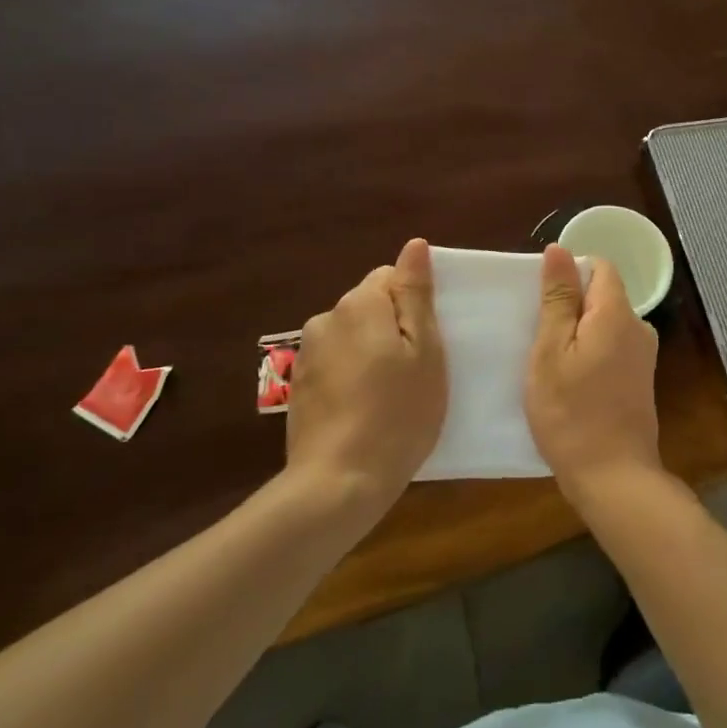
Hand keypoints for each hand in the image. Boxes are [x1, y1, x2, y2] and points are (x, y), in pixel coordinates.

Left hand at [285, 238, 447, 521]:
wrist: (338, 483)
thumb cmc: (398, 414)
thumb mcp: (425, 351)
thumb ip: (416, 294)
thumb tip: (414, 244)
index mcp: (359, 304)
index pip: (389, 276)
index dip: (414, 302)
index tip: (428, 340)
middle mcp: (326, 319)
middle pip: (368, 305)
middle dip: (392, 326)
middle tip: (416, 370)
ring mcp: (307, 354)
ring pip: (352, 336)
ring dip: (371, 351)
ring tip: (390, 394)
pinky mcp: (298, 386)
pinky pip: (335, 364)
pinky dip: (351, 376)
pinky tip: (364, 410)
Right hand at [524, 242, 660, 506]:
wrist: (613, 478)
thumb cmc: (571, 413)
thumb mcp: (551, 351)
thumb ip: (557, 298)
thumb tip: (559, 249)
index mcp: (618, 314)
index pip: (599, 267)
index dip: (569, 275)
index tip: (542, 302)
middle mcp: (639, 328)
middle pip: (602, 296)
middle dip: (570, 308)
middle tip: (537, 337)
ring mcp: (643, 357)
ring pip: (605, 325)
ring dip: (578, 335)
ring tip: (550, 363)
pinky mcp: (640, 381)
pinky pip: (612, 349)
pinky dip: (590, 355)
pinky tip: (570, 383)